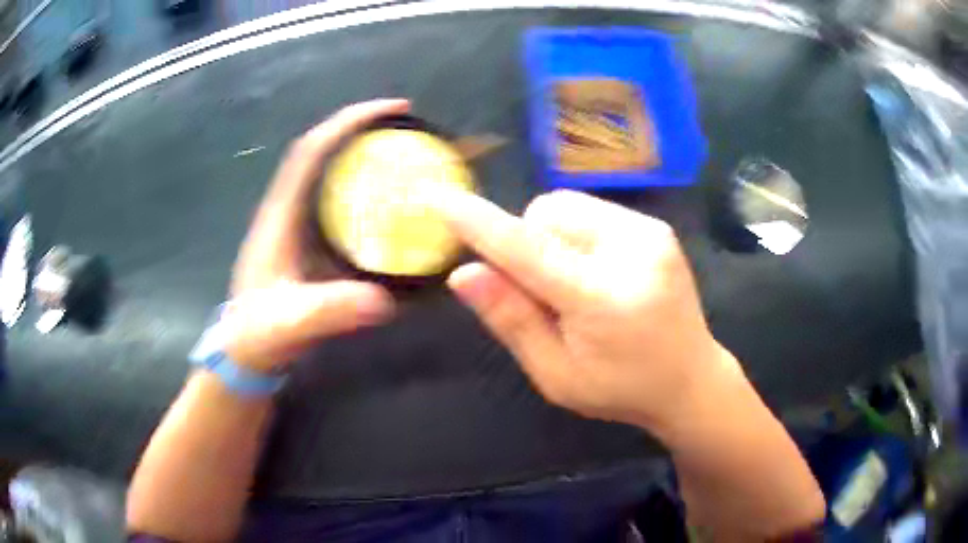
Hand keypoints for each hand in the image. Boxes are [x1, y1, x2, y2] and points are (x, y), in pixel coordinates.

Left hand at [224, 99, 409, 371]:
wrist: (244, 351)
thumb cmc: (260, 334)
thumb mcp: (290, 324)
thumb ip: (327, 311)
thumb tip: (384, 300)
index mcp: (281, 215)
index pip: (312, 151)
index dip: (349, 122)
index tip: (394, 110)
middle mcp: (288, 209)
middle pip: (324, 151)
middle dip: (364, 130)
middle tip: (410, 131)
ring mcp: (296, 224)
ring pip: (330, 173)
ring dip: (364, 155)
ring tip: (407, 155)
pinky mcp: (306, 240)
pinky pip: (337, 200)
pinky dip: (364, 189)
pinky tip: (390, 202)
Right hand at [439, 189, 742, 430]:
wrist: (691, 379)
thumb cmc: (621, 389)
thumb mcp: (556, 375)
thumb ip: (511, 320)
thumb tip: (463, 274)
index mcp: (604, 298)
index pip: (528, 249)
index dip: (478, 223)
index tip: (437, 197)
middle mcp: (632, 251)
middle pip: (546, 214)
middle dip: (528, 246)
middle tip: (546, 293)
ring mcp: (649, 233)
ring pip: (566, 207)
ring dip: (552, 239)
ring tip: (575, 284)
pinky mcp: (655, 227)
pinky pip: (590, 212)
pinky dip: (577, 237)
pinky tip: (599, 273)